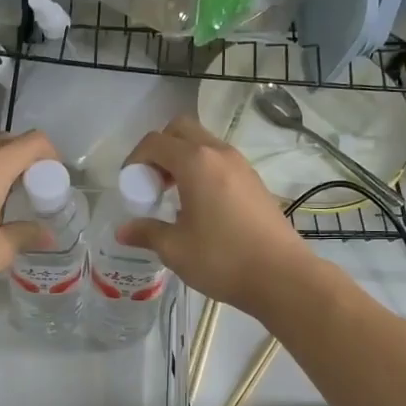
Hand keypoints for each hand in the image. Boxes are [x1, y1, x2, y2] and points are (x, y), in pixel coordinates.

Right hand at [117, 116, 315, 317]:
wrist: (282, 275)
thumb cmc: (222, 259)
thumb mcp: (175, 249)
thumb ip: (147, 233)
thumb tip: (123, 231)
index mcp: (196, 162)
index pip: (155, 142)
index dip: (135, 159)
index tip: (131, 187)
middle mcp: (219, 153)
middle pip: (181, 129)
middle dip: (160, 149)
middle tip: (152, 183)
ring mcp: (241, 165)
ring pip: (203, 143)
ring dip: (182, 159)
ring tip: (174, 196)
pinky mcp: (254, 180)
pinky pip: (220, 160)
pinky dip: (202, 169)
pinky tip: (200, 206)